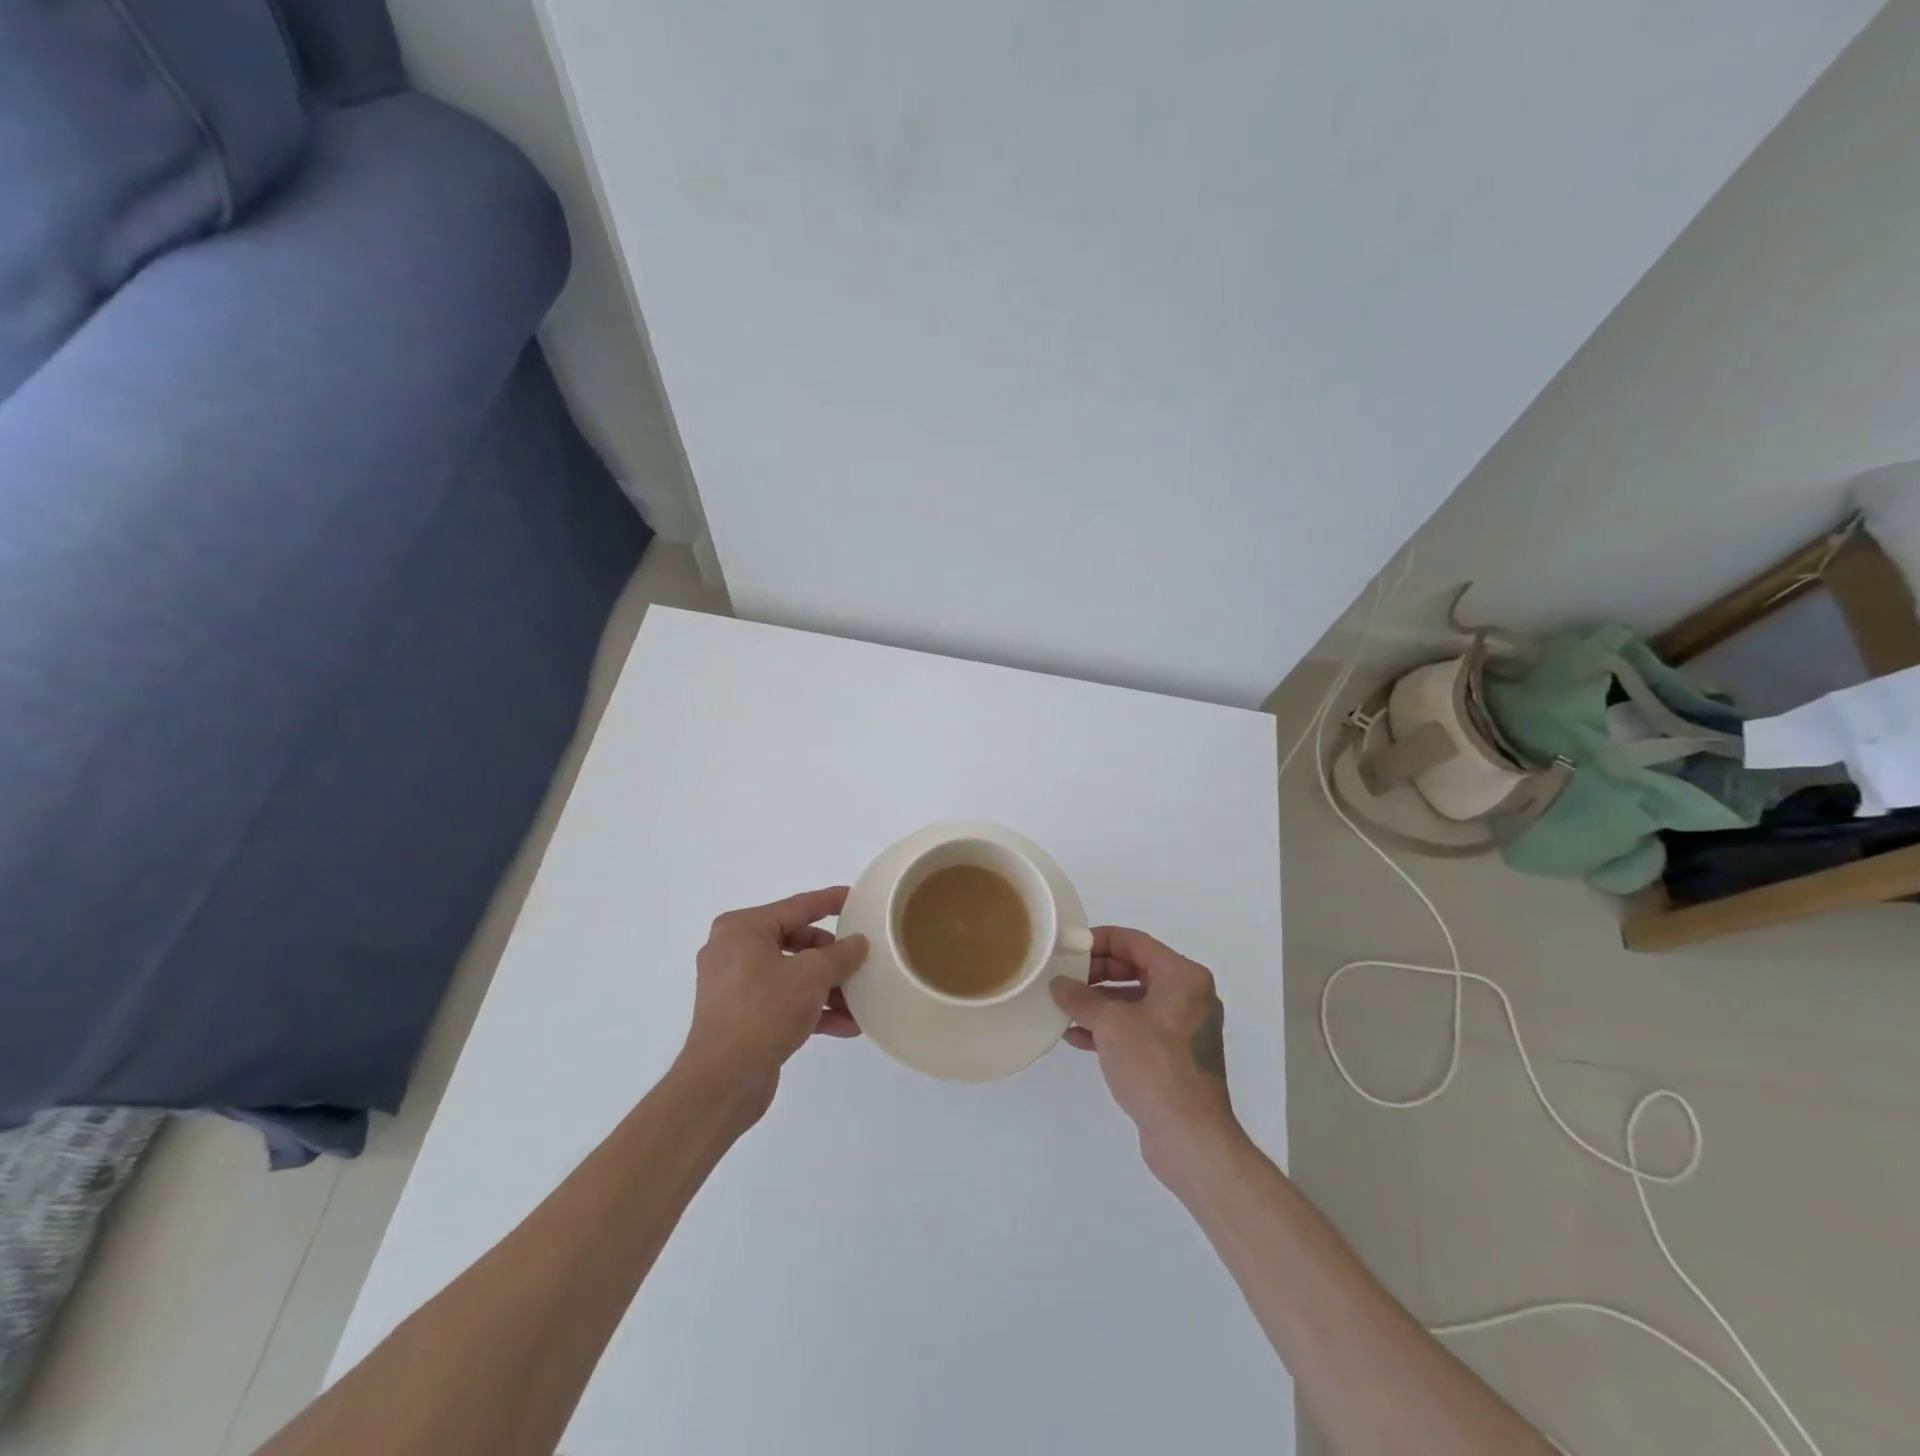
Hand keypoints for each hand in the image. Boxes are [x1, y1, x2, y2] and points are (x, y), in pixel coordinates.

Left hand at [680, 887, 868, 1112]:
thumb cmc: (764, 1011)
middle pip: (796, 941)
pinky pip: (784, 1001)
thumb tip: (858, 942)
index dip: (830, 901)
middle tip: (861, 960)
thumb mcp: (811, 976)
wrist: (722, 1082)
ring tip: (860, 1000)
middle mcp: (734, 951)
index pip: (797, 906)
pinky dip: (812, 1009)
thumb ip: (840, 955)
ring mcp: (735, 986)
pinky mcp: (742, 1017)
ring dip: (827, 988)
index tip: (858, 899)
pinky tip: (845, 1026)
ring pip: (792, 975)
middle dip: (832, 956)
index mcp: (742, 929)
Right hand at [1051, 927, 1240, 1178]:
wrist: (1190, 1137)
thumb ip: (1081, 998)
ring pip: (1134, 1000)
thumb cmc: (1154, 1066)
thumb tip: (1059, 984)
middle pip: (1135, 969)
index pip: (1134, 941)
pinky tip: (1078, 1037)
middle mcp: (1189, 995)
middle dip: (1096, 973)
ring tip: (1064, 1008)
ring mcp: (1184, 1027)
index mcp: (1183, 976)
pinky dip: (1110, 1028)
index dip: (1099, 940)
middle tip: (1063, 979)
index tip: (1068, 948)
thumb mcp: (1111, 1024)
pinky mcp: (1175, 1056)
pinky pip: (1138, 1028)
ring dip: (1099, 1003)